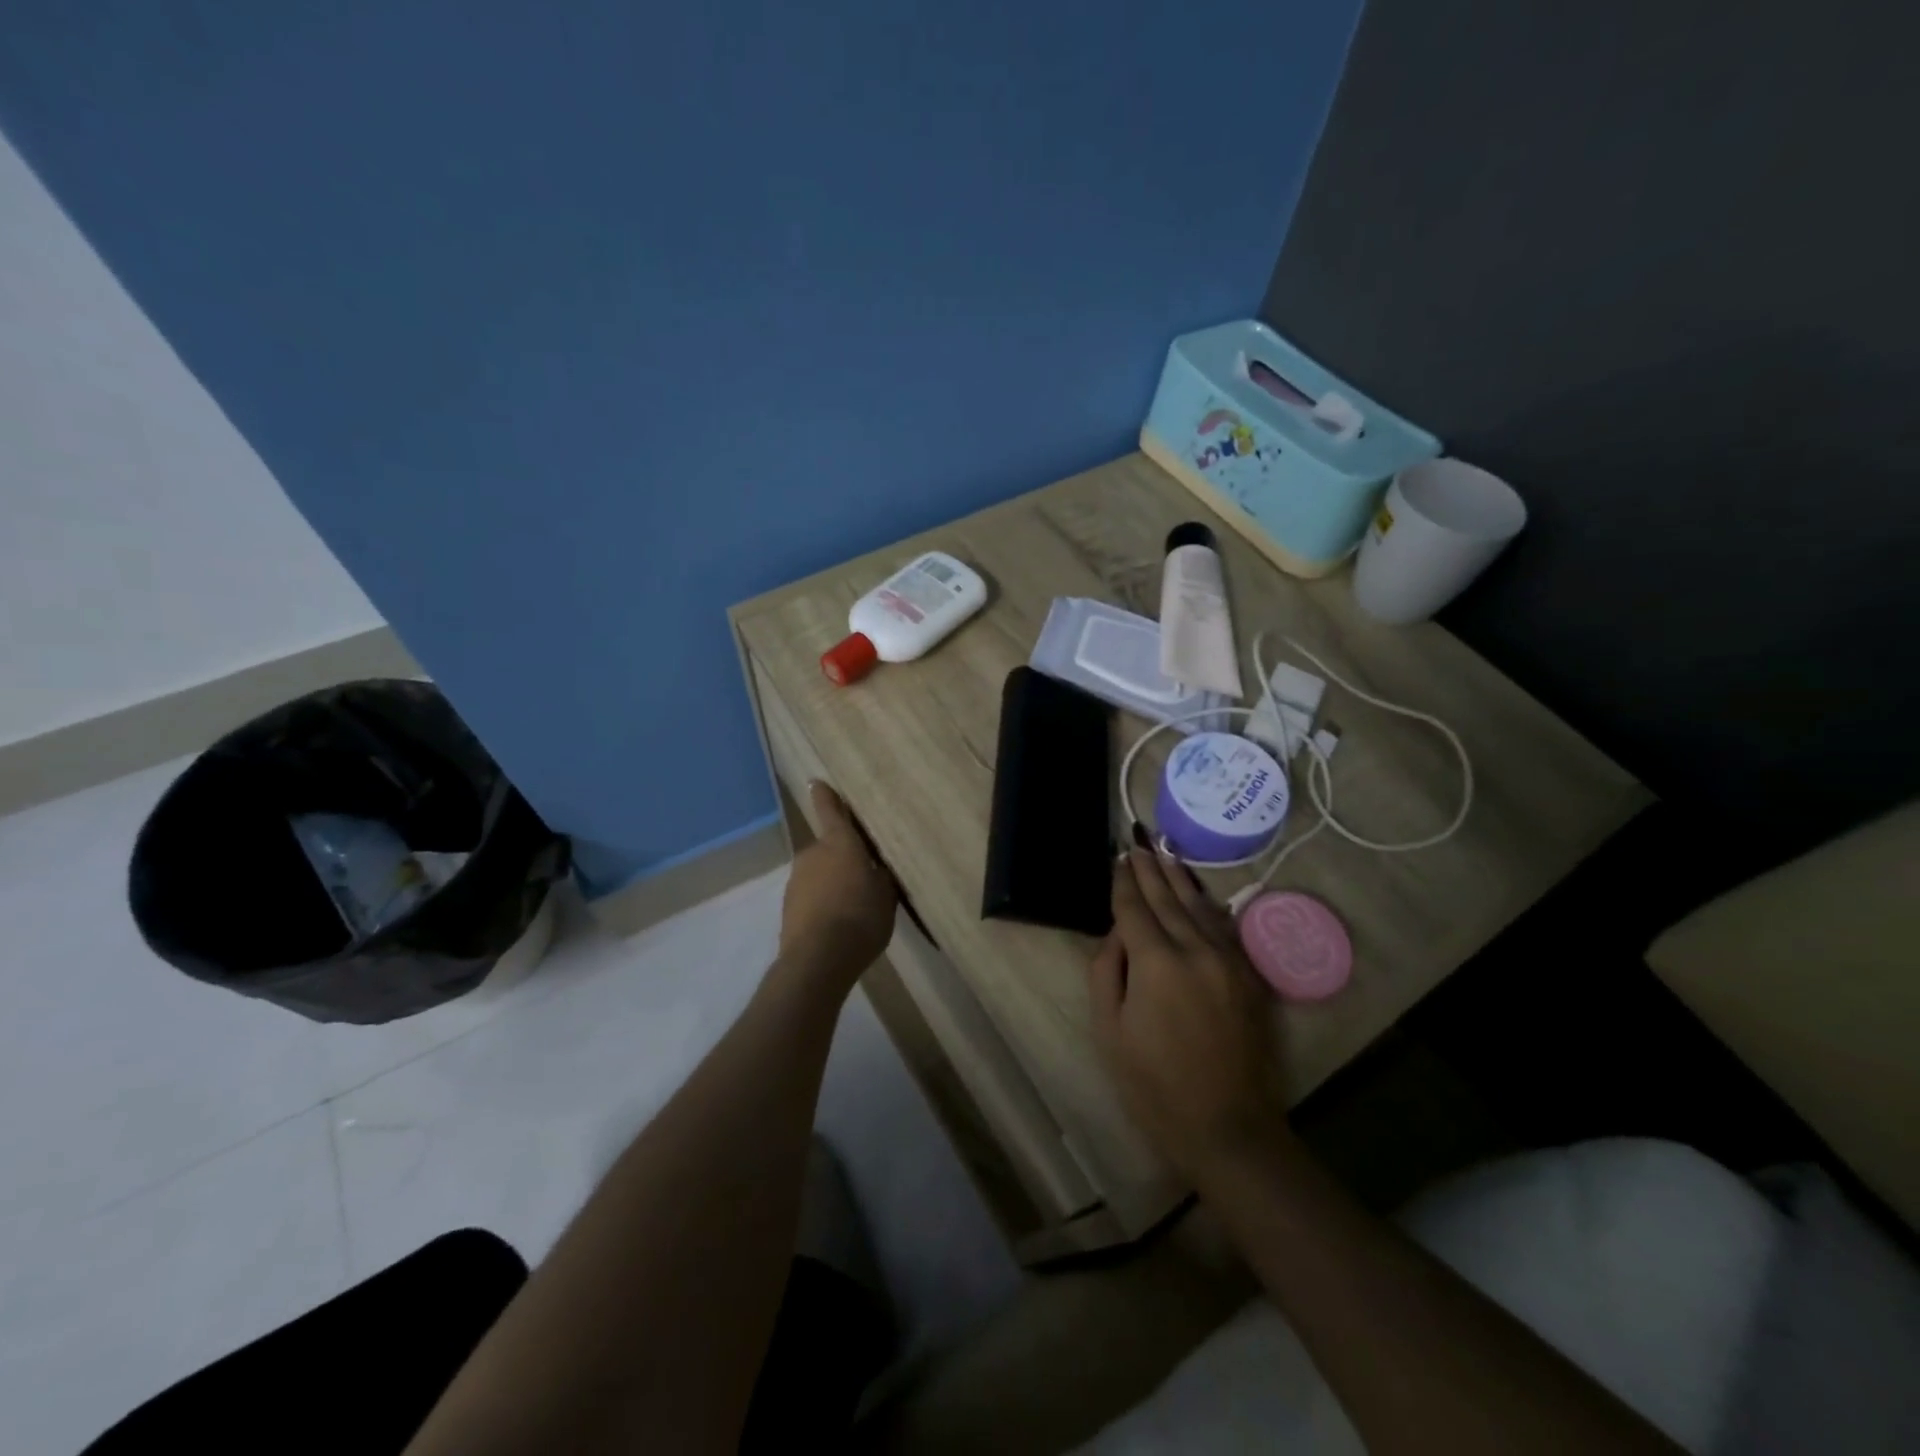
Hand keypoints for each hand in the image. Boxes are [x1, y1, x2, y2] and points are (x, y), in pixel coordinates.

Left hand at [778, 782, 897, 990]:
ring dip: (832, 883)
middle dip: (843, 857)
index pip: (830, 810)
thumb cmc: (861, 917)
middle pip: (829, 848)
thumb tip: (876, 866)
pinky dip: (823, 904)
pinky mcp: (788, 907)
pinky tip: (838, 924)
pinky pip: (811, 897)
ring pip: (819, 873)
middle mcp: (813, 854)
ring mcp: (796, 880)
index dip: (825, 796)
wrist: (818, 960)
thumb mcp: (886, 894)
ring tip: (853, 907)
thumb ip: (881, 875)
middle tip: (864, 874)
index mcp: (839, 843)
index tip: (816, 782)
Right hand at [1089, 849, 1291, 1181]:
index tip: (1116, 856)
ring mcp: (1229, 961)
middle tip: (1137, 842)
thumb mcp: (1110, 1030)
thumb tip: (1118, 934)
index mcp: (1156, 963)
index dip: (1122, 881)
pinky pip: (1224, 927)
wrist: (1228, 1129)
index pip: (1134, 908)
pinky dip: (1206, 904)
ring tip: (1164, 853)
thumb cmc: (1154, 1085)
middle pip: (1167, 898)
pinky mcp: (1249, 976)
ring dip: (1179, 878)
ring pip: (1199, 906)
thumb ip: (1107, 971)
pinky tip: (1198, 893)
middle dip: (1149, 869)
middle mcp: (1195, 950)